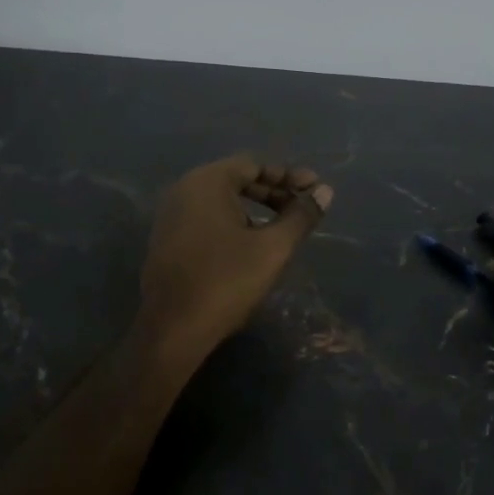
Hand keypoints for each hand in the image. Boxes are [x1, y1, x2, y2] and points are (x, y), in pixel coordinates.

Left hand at [138, 156, 333, 362]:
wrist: (172, 329)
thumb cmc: (226, 281)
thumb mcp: (273, 248)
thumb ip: (301, 216)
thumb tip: (325, 191)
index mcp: (207, 182)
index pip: (254, 165)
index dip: (288, 176)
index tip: (315, 190)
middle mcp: (184, 190)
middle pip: (236, 180)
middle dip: (273, 192)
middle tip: (302, 208)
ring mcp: (171, 215)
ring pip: (221, 201)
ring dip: (254, 208)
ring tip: (282, 227)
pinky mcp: (167, 239)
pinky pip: (206, 218)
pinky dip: (233, 222)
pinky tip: (251, 244)